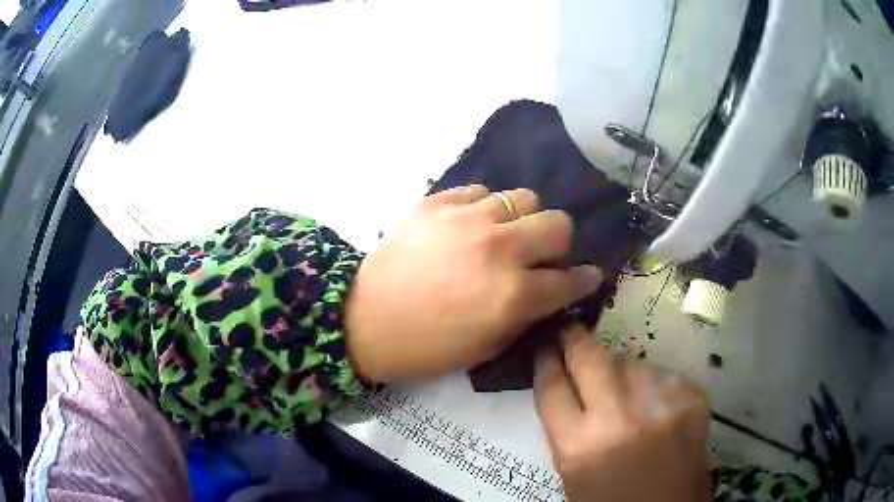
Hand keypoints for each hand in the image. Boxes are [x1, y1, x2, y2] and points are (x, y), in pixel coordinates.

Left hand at [344, 185, 602, 382]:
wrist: (364, 320)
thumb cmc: (425, 347)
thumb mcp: (486, 347)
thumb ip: (525, 316)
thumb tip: (548, 294)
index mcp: (512, 294)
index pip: (569, 280)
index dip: (584, 279)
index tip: (587, 276)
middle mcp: (498, 249)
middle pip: (557, 223)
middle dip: (558, 242)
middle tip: (541, 255)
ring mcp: (466, 219)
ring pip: (522, 197)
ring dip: (521, 220)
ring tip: (503, 235)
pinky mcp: (436, 202)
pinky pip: (478, 191)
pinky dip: (483, 207)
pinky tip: (468, 225)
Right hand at [535, 324, 711, 501]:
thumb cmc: (611, 500)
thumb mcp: (573, 472)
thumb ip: (568, 429)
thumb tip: (569, 385)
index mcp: (579, 447)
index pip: (552, 387)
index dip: (545, 361)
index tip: (544, 345)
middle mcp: (619, 419)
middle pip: (590, 358)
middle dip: (575, 339)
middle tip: (570, 330)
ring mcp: (661, 405)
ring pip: (631, 362)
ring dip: (622, 371)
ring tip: (626, 392)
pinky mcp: (692, 399)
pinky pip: (664, 375)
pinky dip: (655, 385)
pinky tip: (657, 405)